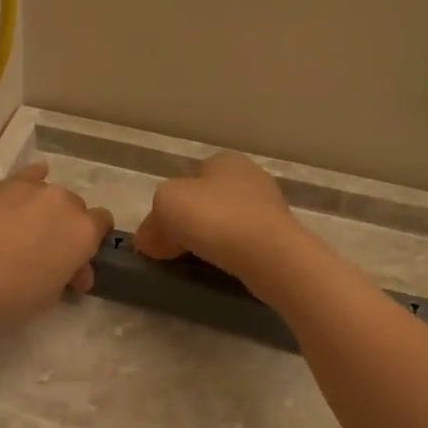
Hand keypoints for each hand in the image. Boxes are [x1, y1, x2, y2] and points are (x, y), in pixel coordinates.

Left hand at [0, 161, 113, 327]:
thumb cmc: (10, 294)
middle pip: (75, 207)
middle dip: (66, 227)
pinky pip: (25, 176)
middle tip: (47, 254)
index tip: (75, 265)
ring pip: (48, 193)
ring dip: (44, 209)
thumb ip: (66, 276)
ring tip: (25, 230)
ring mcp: (30, 188)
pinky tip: (25, 186)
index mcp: (84, 231)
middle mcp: (63, 202)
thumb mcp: (49, 296)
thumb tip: (71, 271)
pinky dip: (28, 182)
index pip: (102, 225)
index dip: (90, 244)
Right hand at [133, 151, 308, 289]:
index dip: (167, 208)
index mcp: (223, 160)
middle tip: (172, 251)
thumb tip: (148, 240)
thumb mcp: (165, 206)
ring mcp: (268, 206)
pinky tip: (221, 267)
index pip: (185, 182)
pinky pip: (242, 242)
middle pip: (204, 203)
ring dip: (208, 240)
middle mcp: (249, 176)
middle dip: (187, 224)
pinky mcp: (279, 235)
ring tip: (196, 262)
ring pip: (224, 223)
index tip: (158, 235)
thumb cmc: (213, 217)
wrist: (268, 254)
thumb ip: (152, 221)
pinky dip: (228, 253)